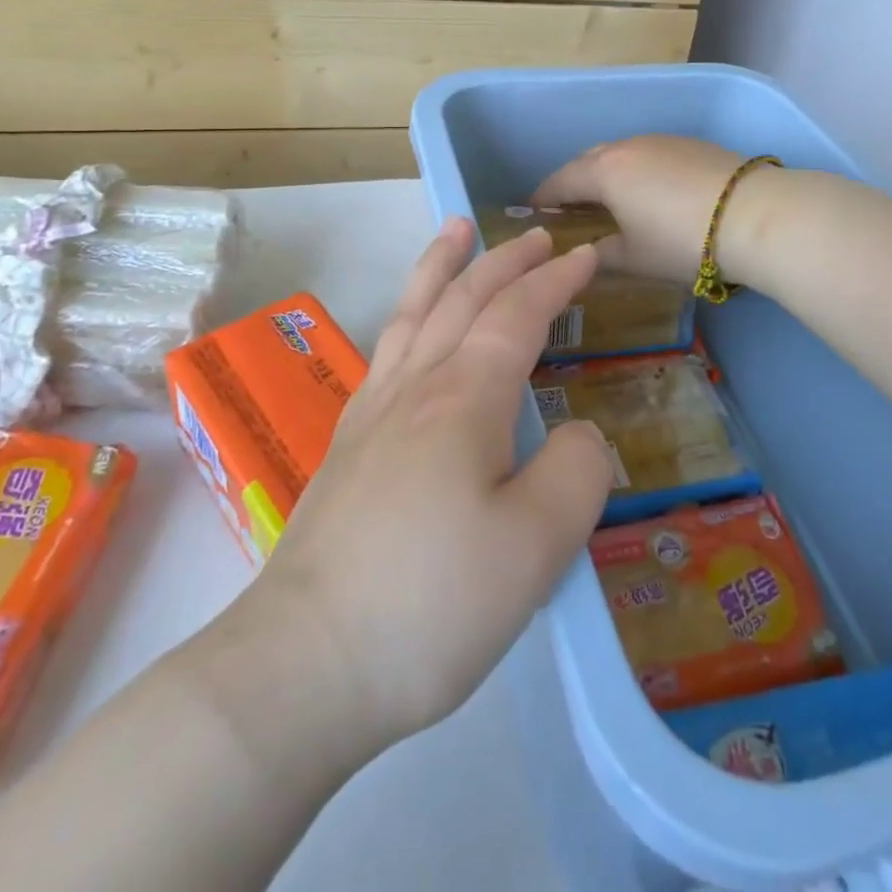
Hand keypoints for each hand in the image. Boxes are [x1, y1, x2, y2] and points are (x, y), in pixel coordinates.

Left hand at [251, 218, 613, 753]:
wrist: (303, 662)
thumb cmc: (431, 603)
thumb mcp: (536, 547)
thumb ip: (577, 473)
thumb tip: (576, 432)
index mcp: (465, 398)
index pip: (518, 314)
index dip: (556, 280)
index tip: (587, 254)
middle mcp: (416, 386)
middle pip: (463, 298)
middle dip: (505, 259)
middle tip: (535, 233)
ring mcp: (373, 411)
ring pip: (413, 311)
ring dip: (441, 265)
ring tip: (454, 229)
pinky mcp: (348, 443)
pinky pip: (386, 347)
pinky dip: (408, 311)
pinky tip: (410, 327)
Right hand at [533, 136, 752, 281]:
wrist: (754, 215)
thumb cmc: (681, 241)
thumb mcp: (634, 257)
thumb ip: (601, 254)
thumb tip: (587, 254)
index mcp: (604, 172)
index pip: (560, 181)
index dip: (543, 197)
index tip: (532, 212)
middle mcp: (627, 147)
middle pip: (587, 160)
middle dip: (573, 181)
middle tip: (569, 208)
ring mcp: (661, 141)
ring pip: (619, 153)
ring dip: (606, 173)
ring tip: (608, 199)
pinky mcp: (690, 144)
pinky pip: (648, 153)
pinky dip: (636, 170)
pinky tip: (649, 191)